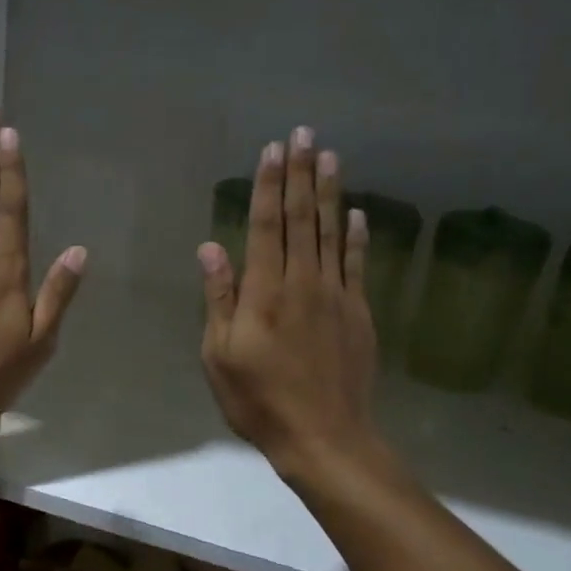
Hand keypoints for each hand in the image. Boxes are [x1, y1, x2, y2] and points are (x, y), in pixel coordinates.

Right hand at [198, 128, 379, 482]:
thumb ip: (219, 298)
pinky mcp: (359, 313)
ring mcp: (337, 296)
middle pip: (303, 219)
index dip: (269, 186)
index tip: (273, 150)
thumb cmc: (259, 399)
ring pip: (333, 233)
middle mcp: (304, 282)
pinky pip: (358, 264)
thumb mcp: (220, 355)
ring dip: (330, 193)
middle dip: (301, 174)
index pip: (267, 226)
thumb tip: (211, 247)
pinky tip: (358, 214)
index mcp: (265, 292)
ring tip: (330, 156)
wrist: (324, 437)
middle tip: (304, 134)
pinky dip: (358, 237)